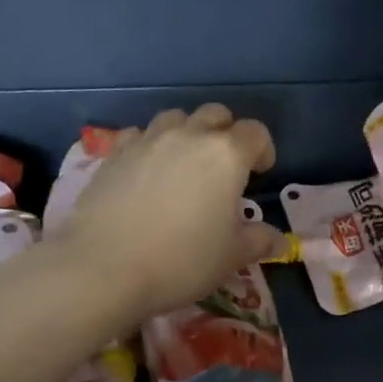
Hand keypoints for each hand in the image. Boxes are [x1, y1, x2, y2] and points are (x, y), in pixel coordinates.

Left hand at [49, 105, 283, 322]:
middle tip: (224, 167)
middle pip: (215, 114)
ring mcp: (146, 141)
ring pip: (174, 118)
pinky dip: (149, 146)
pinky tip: (145, 173)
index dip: (263, 149)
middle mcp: (187, 136)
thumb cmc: (182, 260)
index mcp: (225, 155)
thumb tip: (277, 240)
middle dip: (226, 133)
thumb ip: (259, 241)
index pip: (255, 132)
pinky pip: (138, 135)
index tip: (260, 173)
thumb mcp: (232, 257)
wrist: (104, 267)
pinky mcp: (113, 154)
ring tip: (184, 166)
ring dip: (186, 134)